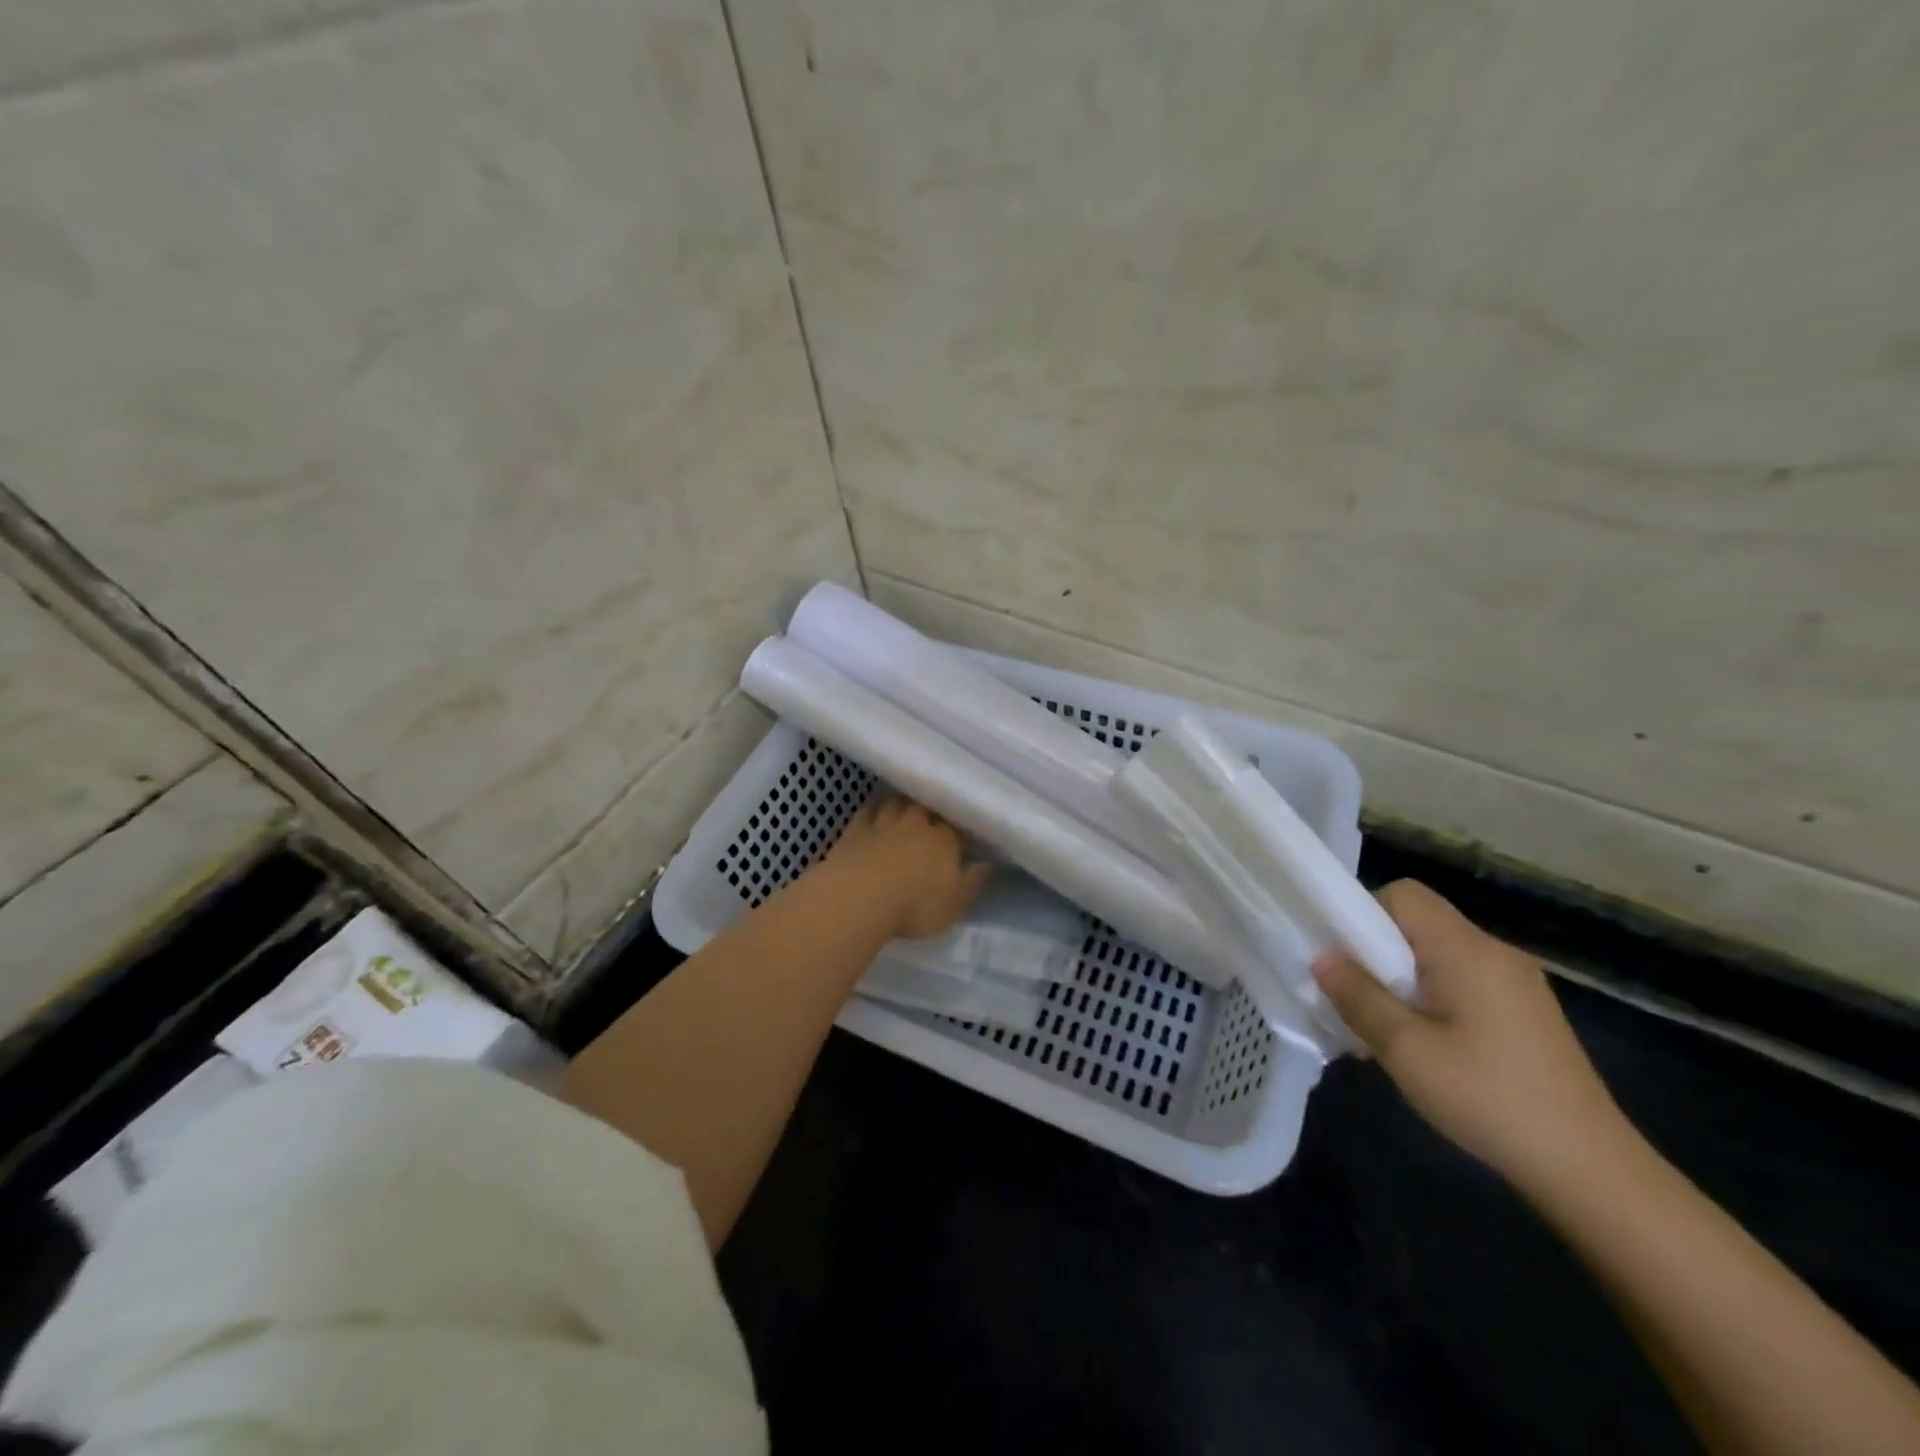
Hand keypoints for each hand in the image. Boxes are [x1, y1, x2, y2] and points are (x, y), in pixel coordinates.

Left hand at [821, 795, 992, 939]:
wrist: (860, 897)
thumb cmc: (916, 905)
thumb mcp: (955, 903)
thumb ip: (974, 881)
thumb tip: (989, 863)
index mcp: (944, 840)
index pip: (955, 825)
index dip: (957, 826)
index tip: (959, 831)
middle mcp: (915, 824)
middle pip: (925, 807)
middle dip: (929, 809)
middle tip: (931, 814)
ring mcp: (883, 823)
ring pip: (896, 803)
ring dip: (902, 803)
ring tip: (905, 806)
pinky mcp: (855, 830)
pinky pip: (866, 812)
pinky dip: (872, 809)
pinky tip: (873, 811)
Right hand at [1311, 880, 1628, 1189]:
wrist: (1591, 1169)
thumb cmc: (1488, 1098)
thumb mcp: (1406, 1050)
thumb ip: (1359, 997)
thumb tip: (1322, 958)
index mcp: (1466, 949)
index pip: (1404, 895)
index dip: (1363, 913)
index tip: (1344, 957)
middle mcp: (1495, 951)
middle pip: (1421, 922)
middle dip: (1379, 950)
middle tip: (1359, 996)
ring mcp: (1517, 982)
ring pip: (1440, 953)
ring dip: (1404, 977)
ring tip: (1389, 1026)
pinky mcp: (1528, 1011)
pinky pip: (1464, 979)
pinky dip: (1434, 995)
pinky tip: (1429, 1044)